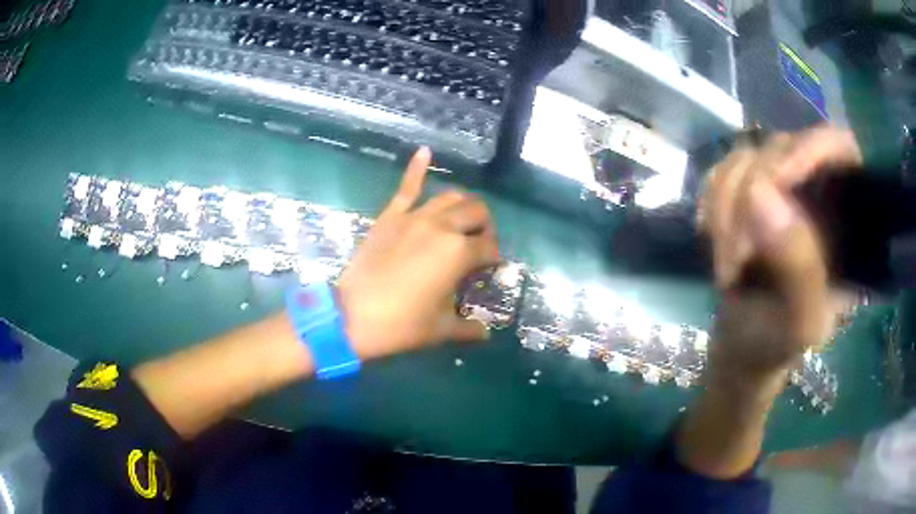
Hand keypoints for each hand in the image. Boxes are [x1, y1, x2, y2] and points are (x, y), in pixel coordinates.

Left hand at [337, 147, 498, 360]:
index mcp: (460, 253)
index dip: (493, 259)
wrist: (352, 316)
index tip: (487, 271)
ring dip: (463, 205)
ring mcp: (415, 217)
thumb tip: (486, 333)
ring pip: (451, 197)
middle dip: (485, 227)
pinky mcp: (391, 216)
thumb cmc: (401, 325)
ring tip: (462, 218)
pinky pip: (407, 187)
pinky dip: (417, 167)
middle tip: (478, 244)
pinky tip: (425, 151)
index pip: (489, 248)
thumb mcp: (441, 330)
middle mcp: (442, 227)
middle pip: (477, 213)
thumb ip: (468, 329)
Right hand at [699, 126, 861, 385]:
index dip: (812, 149)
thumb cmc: (778, 344)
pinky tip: (713, 236)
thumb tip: (761, 193)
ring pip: (748, 155)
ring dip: (725, 206)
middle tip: (737, 253)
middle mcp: (819, 193)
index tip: (775, 179)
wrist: (743, 346)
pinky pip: (723, 169)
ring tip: (726, 261)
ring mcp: (782, 187)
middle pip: (785, 147)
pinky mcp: (750, 189)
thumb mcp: (800, 323)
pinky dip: (711, 202)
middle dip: (751, 195)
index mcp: (849, 224)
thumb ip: (799, 268)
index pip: (841, 151)